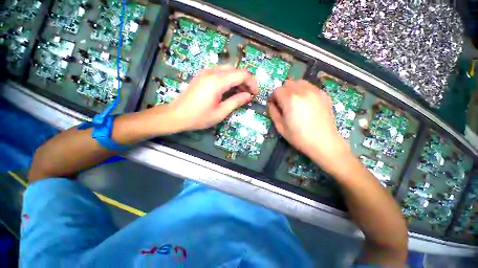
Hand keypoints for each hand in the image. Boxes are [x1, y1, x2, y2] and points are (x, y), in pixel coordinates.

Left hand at [167, 65, 258, 131]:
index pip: (242, 74)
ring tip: (240, 93)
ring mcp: (206, 72)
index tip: (255, 94)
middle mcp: (212, 72)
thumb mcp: (220, 112)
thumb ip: (236, 102)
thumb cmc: (199, 117)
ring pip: (228, 70)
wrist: (176, 115)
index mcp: (217, 82)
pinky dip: (228, 79)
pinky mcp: (202, 75)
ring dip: (237, 79)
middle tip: (248, 94)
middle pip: (236, 70)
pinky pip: (220, 72)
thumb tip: (248, 96)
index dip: (252, 83)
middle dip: (245, 81)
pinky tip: (229, 89)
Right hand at [268, 80, 351, 170]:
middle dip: (282, 91)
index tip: (274, 104)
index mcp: (290, 100)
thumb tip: (271, 103)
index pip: (277, 90)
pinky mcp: (323, 94)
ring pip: (299, 82)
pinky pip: (310, 86)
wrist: (323, 142)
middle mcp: (302, 91)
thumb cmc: (299, 136)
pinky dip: (304, 90)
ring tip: (294, 100)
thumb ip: (273, 112)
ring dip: (293, 89)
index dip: (273, 97)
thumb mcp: (280, 127)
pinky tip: (305, 102)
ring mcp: (315, 91)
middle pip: (287, 83)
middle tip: (283, 102)